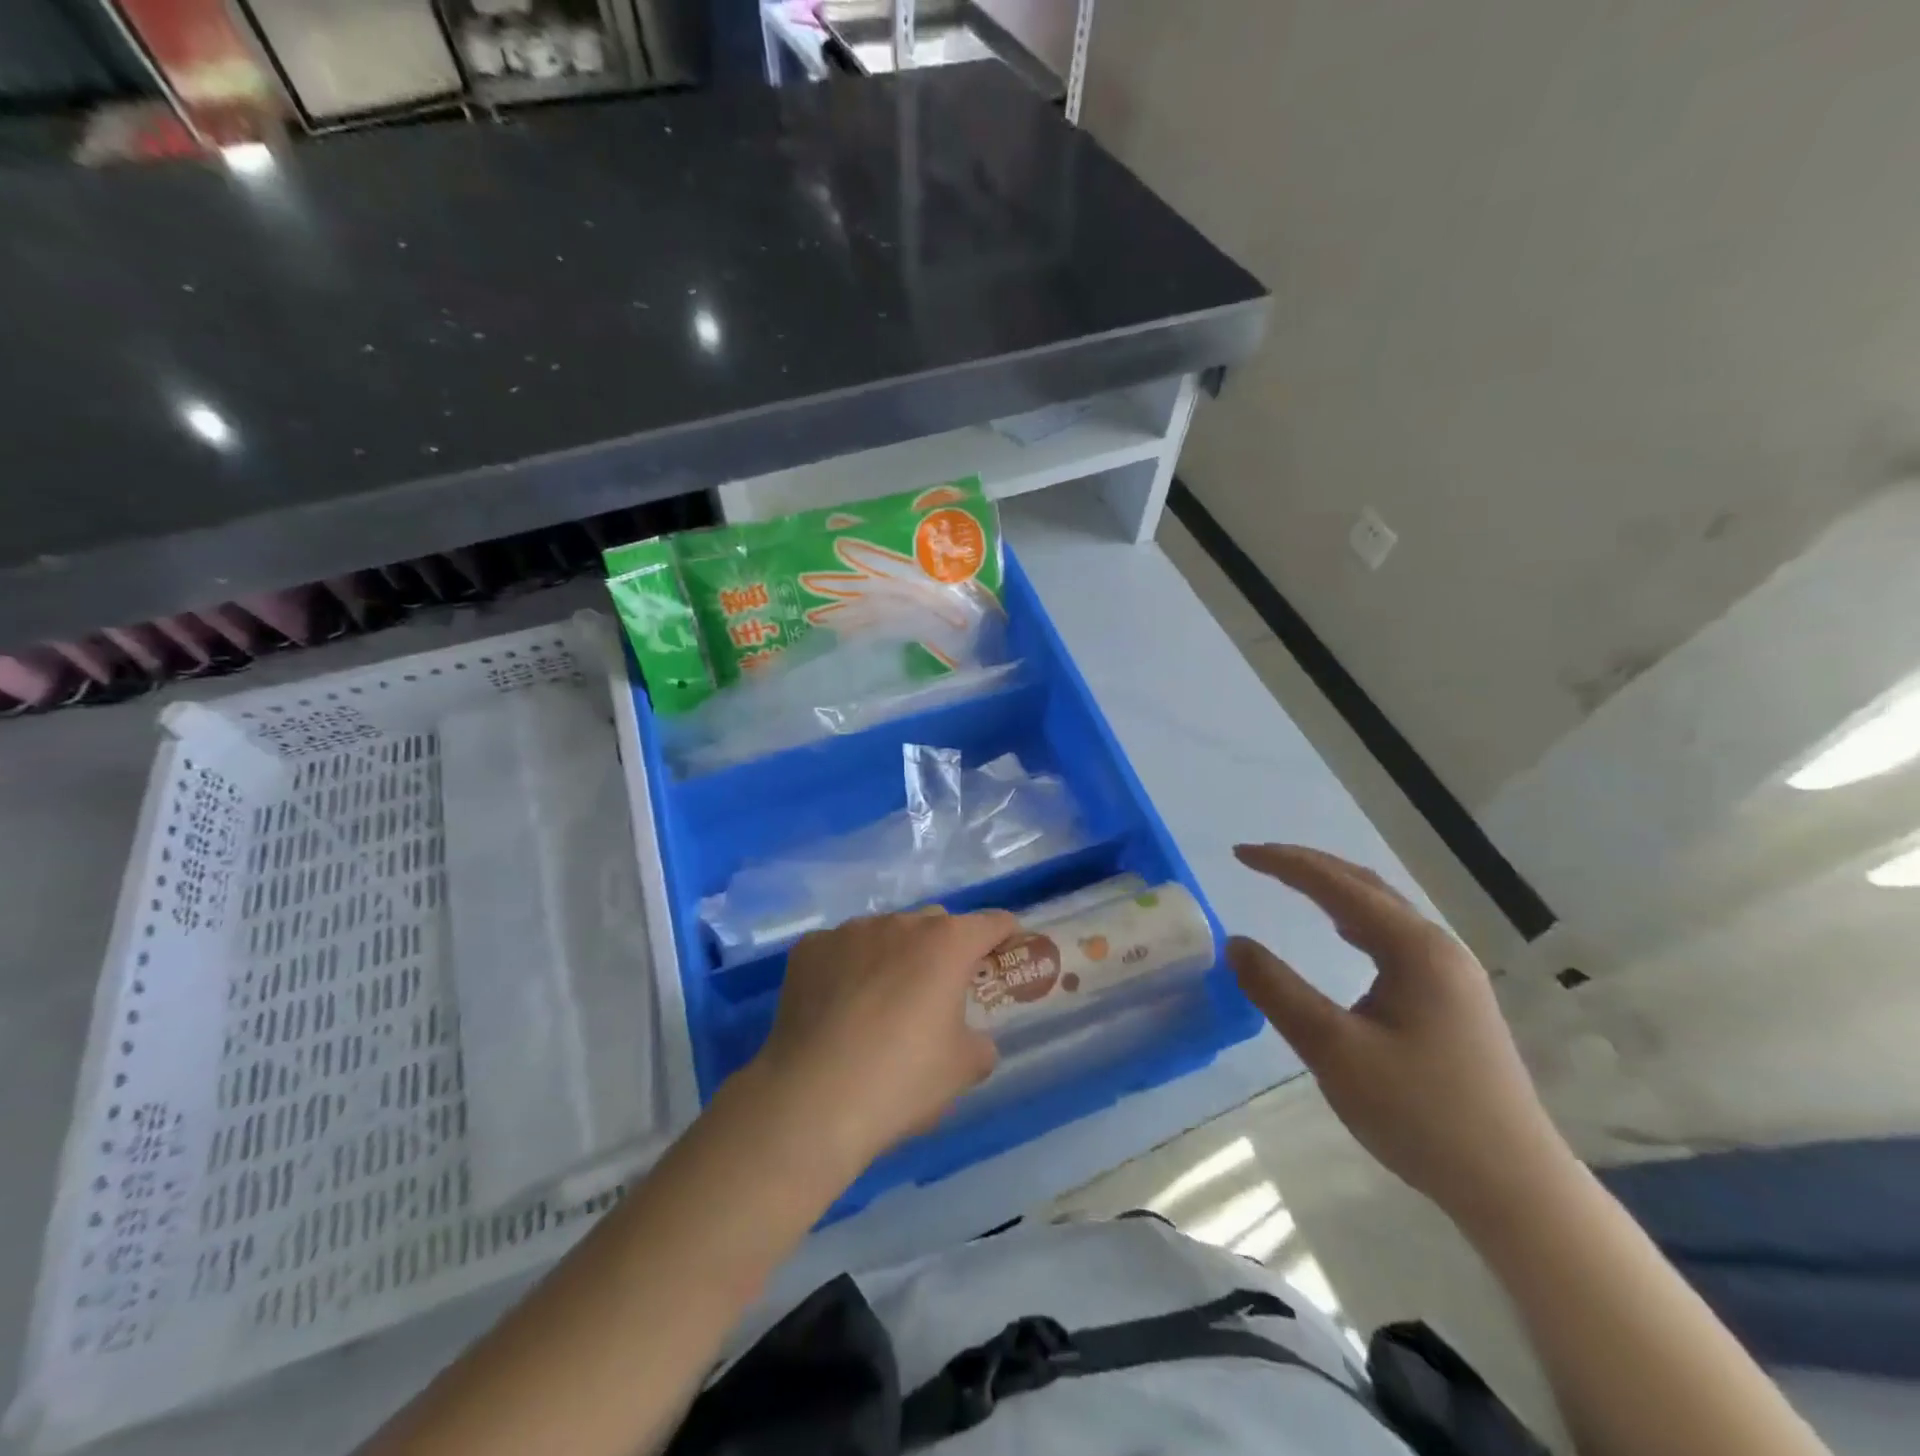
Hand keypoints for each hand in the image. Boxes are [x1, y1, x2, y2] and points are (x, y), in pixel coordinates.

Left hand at [740, 906, 1017, 1181]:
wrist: (811, 1101)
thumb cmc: (901, 1081)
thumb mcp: (963, 1070)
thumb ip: (980, 1043)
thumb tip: (971, 1038)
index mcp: (946, 944)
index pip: (992, 923)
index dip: (1005, 934)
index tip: (1007, 950)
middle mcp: (900, 924)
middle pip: (936, 923)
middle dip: (945, 947)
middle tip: (940, 990)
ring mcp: (849, 931)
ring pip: (885, 933)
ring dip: (894, 955)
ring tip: (881, 1002)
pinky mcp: (809, 948)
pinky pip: (841, 948)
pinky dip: (848, 966)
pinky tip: (838, 1007)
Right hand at [1227, 844, 1573, 1228]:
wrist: (1515, 1189)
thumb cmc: (1421, 1115)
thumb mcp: (1334, 1051)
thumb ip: (1279, 991)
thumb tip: (1235, 943)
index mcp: (1415, 949)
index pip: (1337, 886)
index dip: (1284, 864)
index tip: (1238, 853)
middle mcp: (1438, 948)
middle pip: (1364, 886)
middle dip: (1308, 866)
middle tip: (1257, 860)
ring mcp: (1452, 974)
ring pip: (1383, 910)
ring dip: (1333, 890)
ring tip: (1290, 883)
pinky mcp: (1453, 1000)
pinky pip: (1394, 938)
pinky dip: (1354, 919)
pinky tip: (1342, 934)